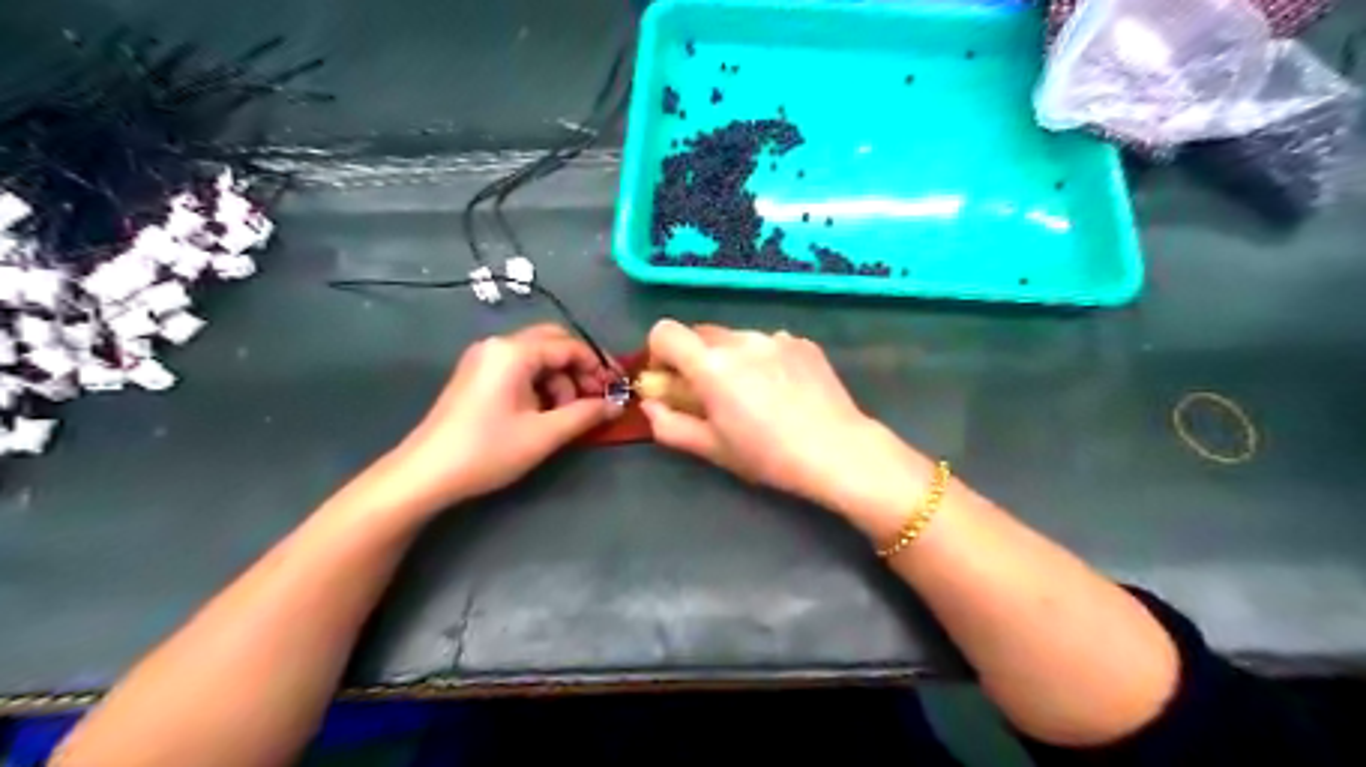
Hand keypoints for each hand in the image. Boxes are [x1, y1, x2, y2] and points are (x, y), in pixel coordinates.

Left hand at [370, 322, 615, 516]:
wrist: (425, 474)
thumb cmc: (487, 450)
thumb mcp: (544, 434)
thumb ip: (586, 414)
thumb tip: (616, 404)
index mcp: (514, 352)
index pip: (569, 346)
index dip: (599, 365)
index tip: (618, 388)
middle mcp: (498, 346)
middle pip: (553, 344)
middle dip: (580, 369)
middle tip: (597, 398)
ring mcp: (484, 359)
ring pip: (537, 358)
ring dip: (561, 380)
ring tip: (568, 414)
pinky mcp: (477, 376)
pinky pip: (520, 369)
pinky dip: (540, 385)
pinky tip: (546, 413)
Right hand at [647, 319, 934, 519]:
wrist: (837, 450)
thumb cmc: (768, 455)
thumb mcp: (712, 448)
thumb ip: (670, 425)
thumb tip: (651, 405)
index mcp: (712, 365)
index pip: (665, 331)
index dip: (658, 352)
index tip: (670, 379)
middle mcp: (741, 340)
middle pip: (700, 332)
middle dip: (694, 357)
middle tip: (710, 392)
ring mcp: (776, 337)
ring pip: (736, 338)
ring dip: (731, 358)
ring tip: (754, 394)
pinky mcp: (802, 342)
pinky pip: (769, 342)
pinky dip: (763, 359)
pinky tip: (783, 390)